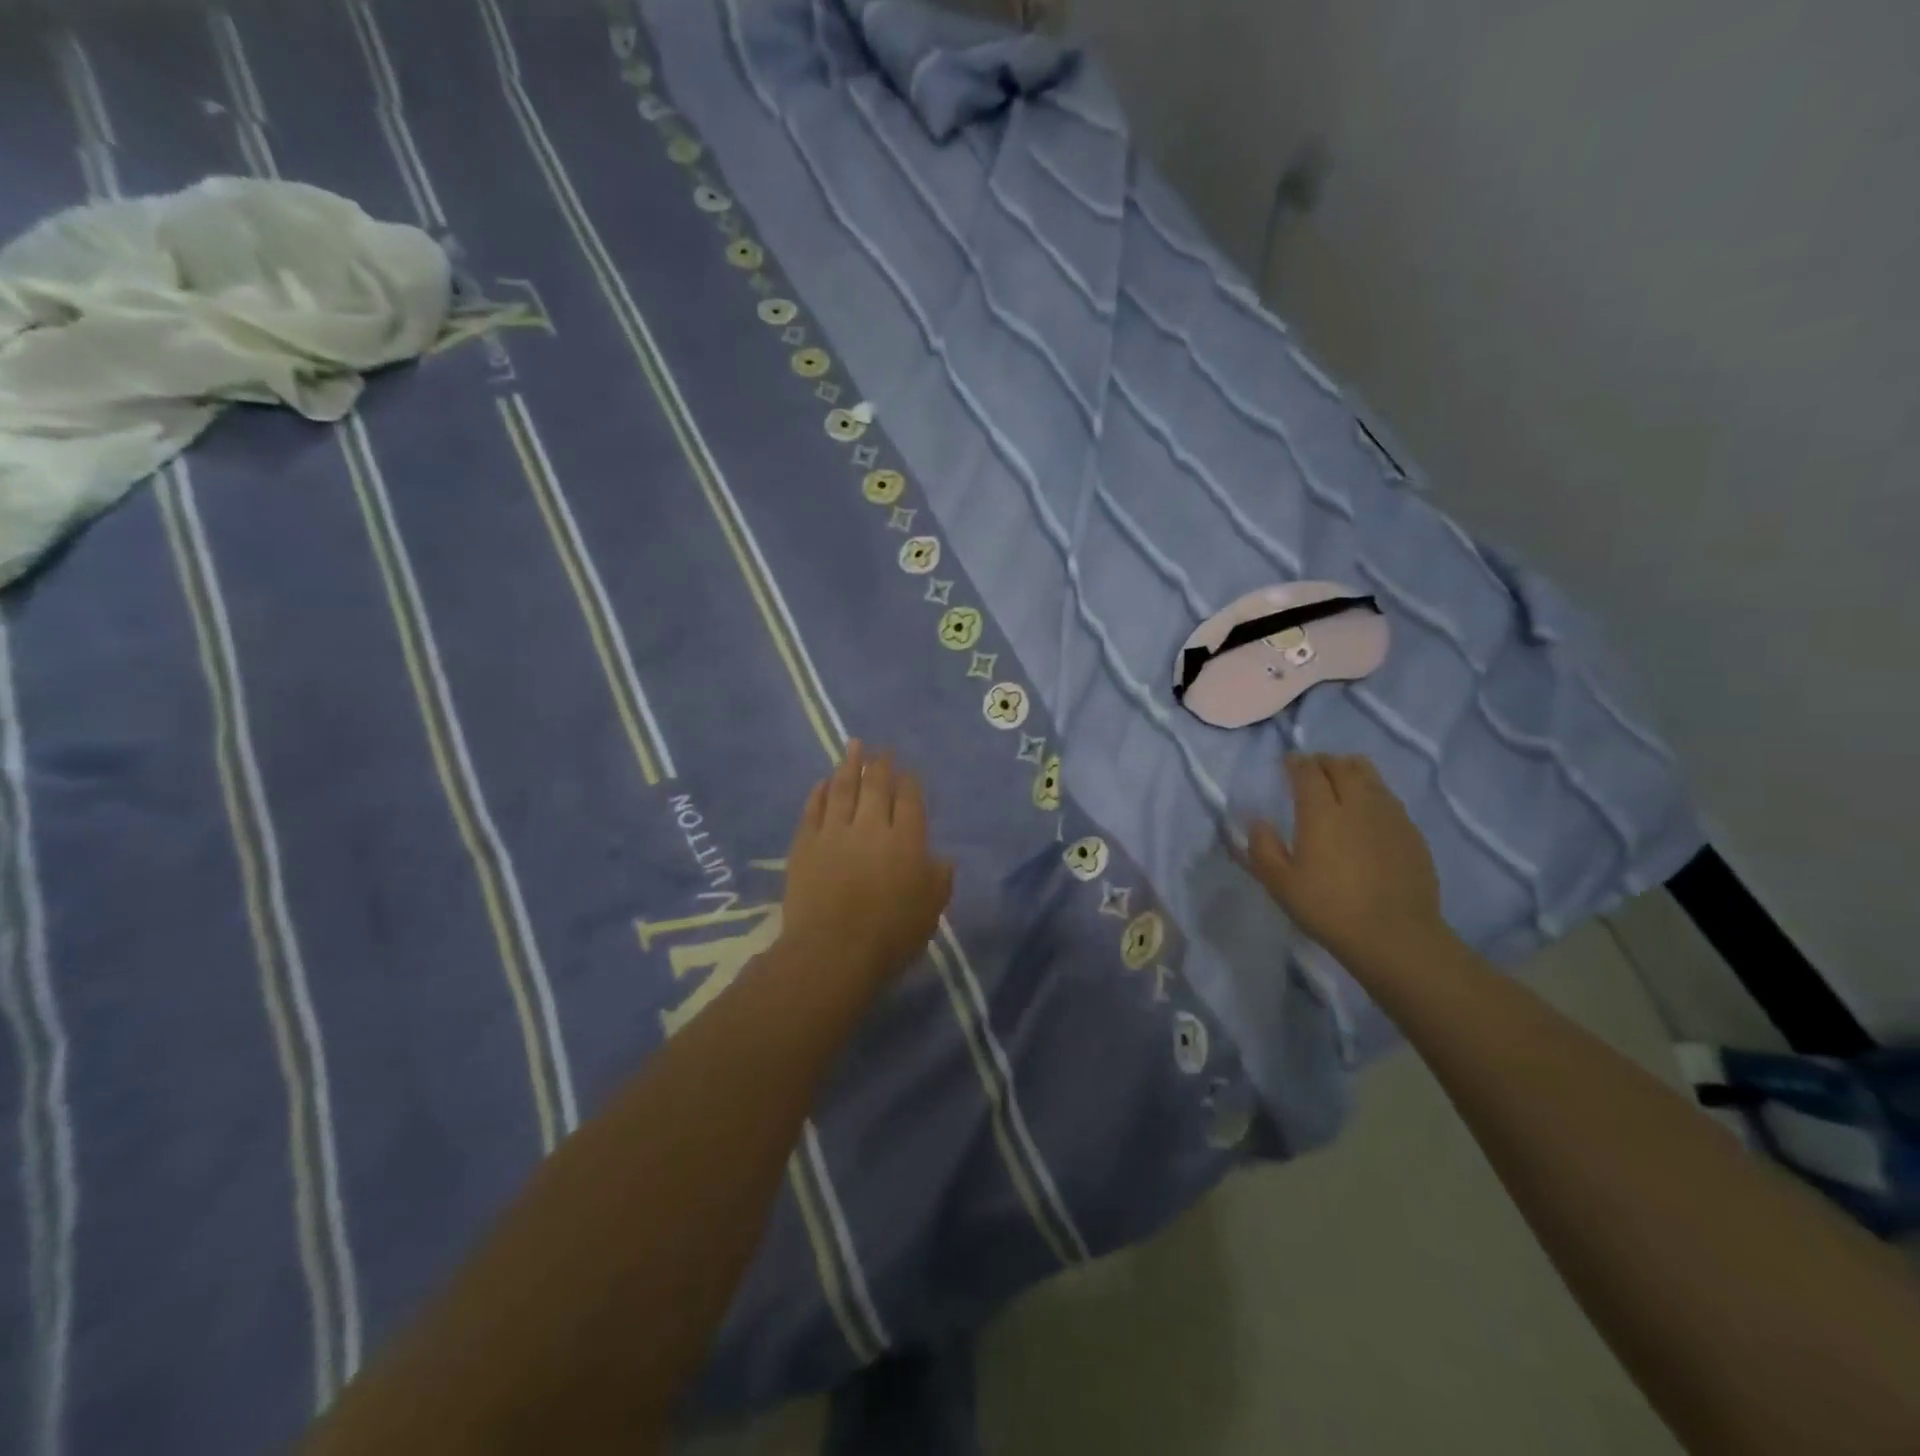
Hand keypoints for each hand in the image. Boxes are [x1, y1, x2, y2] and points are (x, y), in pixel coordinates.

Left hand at [782, 741, 954, 987]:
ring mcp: (834, 832)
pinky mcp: (805, 844)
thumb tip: (943, 858)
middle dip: (881, 765)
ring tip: (853, 746)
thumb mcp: (930, 911)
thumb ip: (939, 880)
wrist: (833, 951)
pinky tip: (822, 782)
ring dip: (849, 766)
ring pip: (843, 789)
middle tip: (881, 749)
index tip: (908, 770)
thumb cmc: (890, 935)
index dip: (909, 782)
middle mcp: (871, 826)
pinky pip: (813, 809)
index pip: (909, 800)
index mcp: (906, 840)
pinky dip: (819, 792)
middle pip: (876, 787)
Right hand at [1239, 753, 1444, 964]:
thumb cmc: (1328, 908)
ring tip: (1341, 782)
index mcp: (1321, 812)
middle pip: (1342, 765)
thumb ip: (1263, 847)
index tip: (1287, 764)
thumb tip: (1258, 822)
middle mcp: (1357, 804)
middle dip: (1323, 761)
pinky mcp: (1411, 832)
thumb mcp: (1280, 884)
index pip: (1308, 771)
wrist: (1394, 936)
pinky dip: (1373, 793)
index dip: (1296, 762)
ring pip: (1370, 776)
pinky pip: (1389, 798)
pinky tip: (1367, 813)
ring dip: (1351, 771)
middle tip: (1312, 770)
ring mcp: (1390, 816)